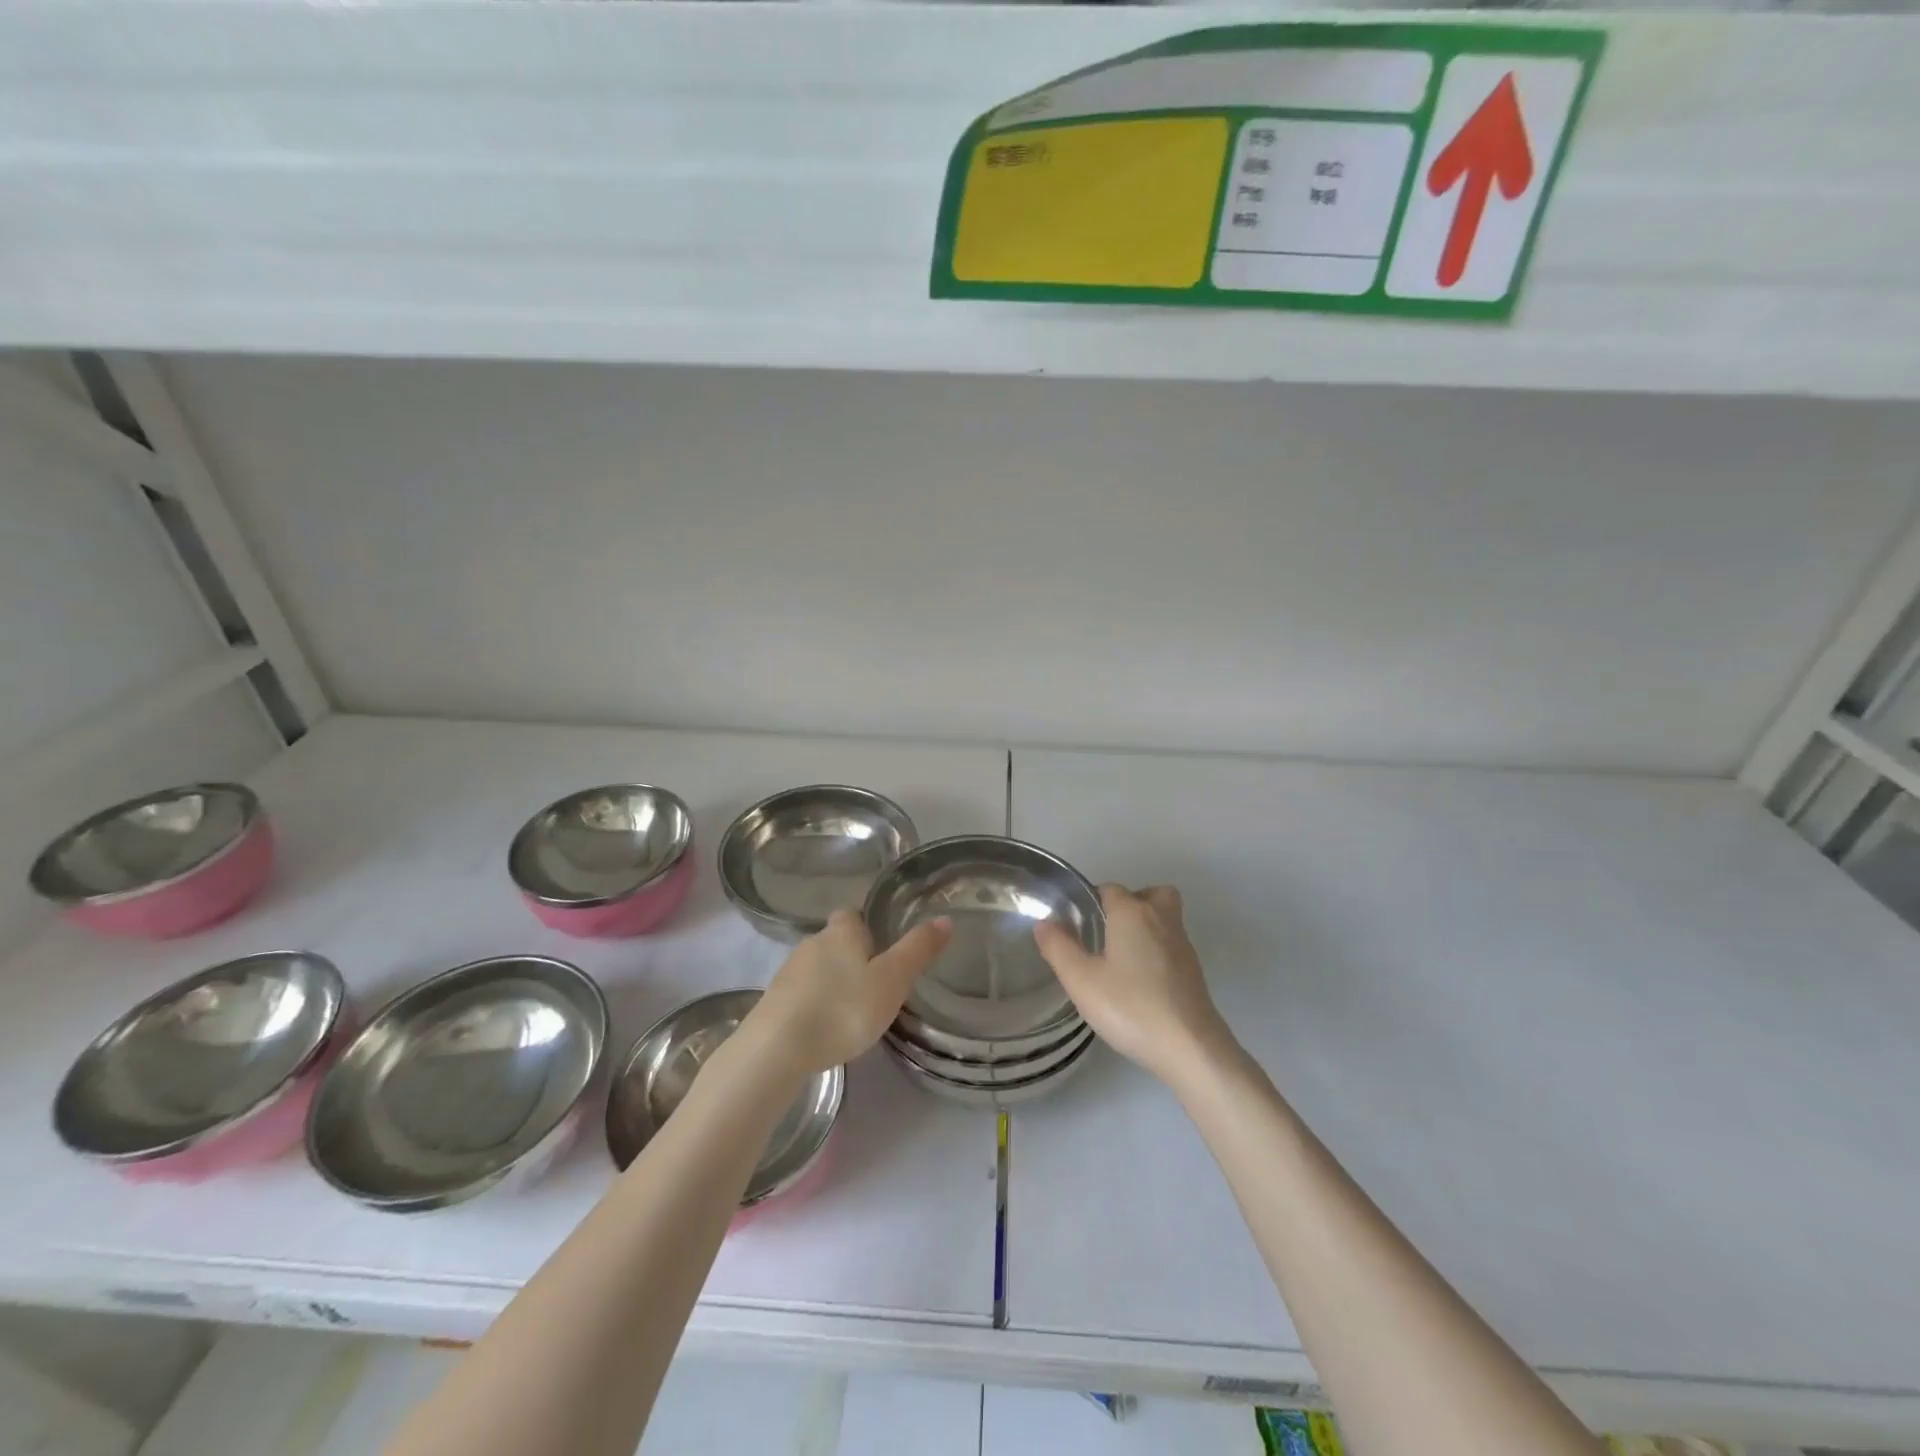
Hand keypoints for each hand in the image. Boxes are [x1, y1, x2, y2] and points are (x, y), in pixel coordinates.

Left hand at [742, 909, 952, 1076]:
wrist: (777, 1049)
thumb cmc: (843, 1008)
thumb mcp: (892, 980)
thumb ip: (917, 951)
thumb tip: (944, 919)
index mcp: (842, 931)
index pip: (854, 914)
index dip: (868, 926)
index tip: (883, 947)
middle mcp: (813, 942)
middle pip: (836, 940)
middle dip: (853, 956)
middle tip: (877, 983)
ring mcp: (789, 972)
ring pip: (818, 967)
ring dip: (833, 981)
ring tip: (853, 1009)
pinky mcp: (774, 1001)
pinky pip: (802, 993)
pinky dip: (815, 1003)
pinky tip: (826, 1027)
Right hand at [1033, 884, 1233, 1087]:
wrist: (1189, 1047)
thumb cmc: (1130, 1006)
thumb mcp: (1081, 980)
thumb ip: (1058, 947)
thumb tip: (1044, 922)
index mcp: (1132, 913)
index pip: (1110, 889)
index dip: (1092, 901)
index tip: (1077, 925)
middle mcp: (1162, 919)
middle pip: (1150, 894)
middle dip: (1130, 904)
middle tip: (1108, 930)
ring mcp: (1183, 946)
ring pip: (1165, 919)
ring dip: (1146, 927)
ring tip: (1120, 957)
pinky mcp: (1194, 972)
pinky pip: (1172, 946)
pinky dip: (1157, 952)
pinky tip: (1140, 982)